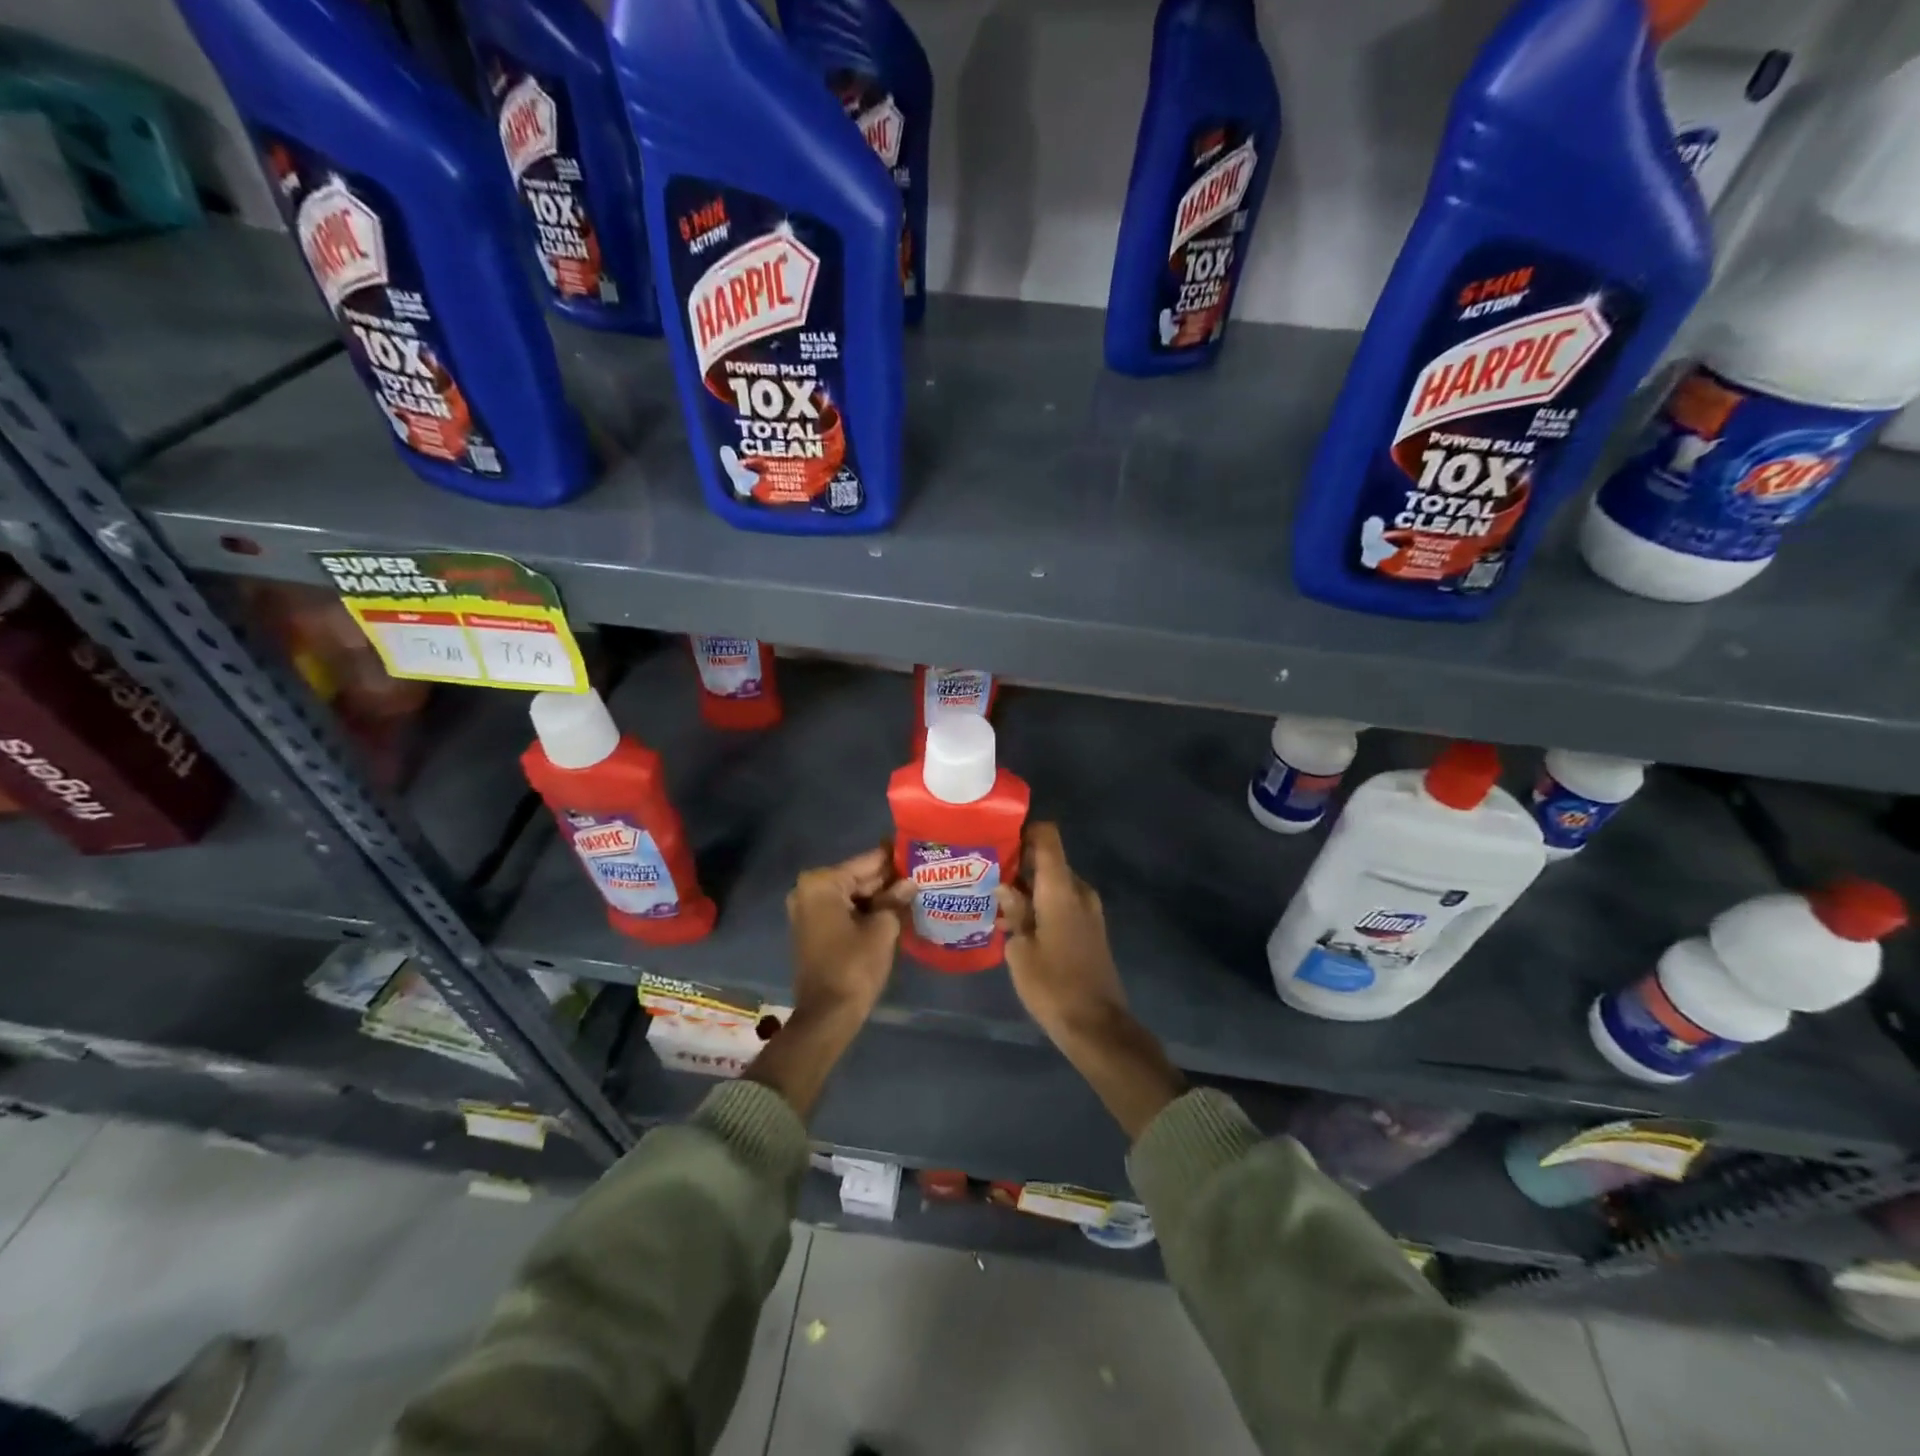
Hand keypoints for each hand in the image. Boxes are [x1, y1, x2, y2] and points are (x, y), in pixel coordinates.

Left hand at [786, 845, 906, 1021]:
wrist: (828, 1015)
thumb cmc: (854, 966)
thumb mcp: (882, 928)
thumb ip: (895, 900)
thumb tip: (910, 883)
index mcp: (822, 884)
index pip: (866, 862)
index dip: (893, 857)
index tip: (915, 847)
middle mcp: (809, 890)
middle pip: (857, 877)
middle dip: (887, 877)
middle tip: (921, 869)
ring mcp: (808, 910)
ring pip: (852, 895)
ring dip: (879, 895)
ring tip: (915, 886)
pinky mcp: (814, 929)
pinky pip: (844, 910)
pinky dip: (866, 909)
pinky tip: (895, 907)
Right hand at [997, 823, 1183, 1139]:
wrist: (1097, 1026)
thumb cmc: (1053, 986)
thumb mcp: (1020, 950)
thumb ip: (1014, 911)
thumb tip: (1005, 887)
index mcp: (1061, 889)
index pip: (1048, 837)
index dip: (1025, 830)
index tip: (998, 838)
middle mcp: (1079, 891)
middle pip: (1049, 860)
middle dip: (1018, 863)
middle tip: (985, 873)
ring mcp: (1089, 910)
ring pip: (1054, 884)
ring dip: (1028, 887)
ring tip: (994, 900)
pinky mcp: (1091, 929)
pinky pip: (1063, 902)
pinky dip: (1041, 904)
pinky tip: (1016, 923)